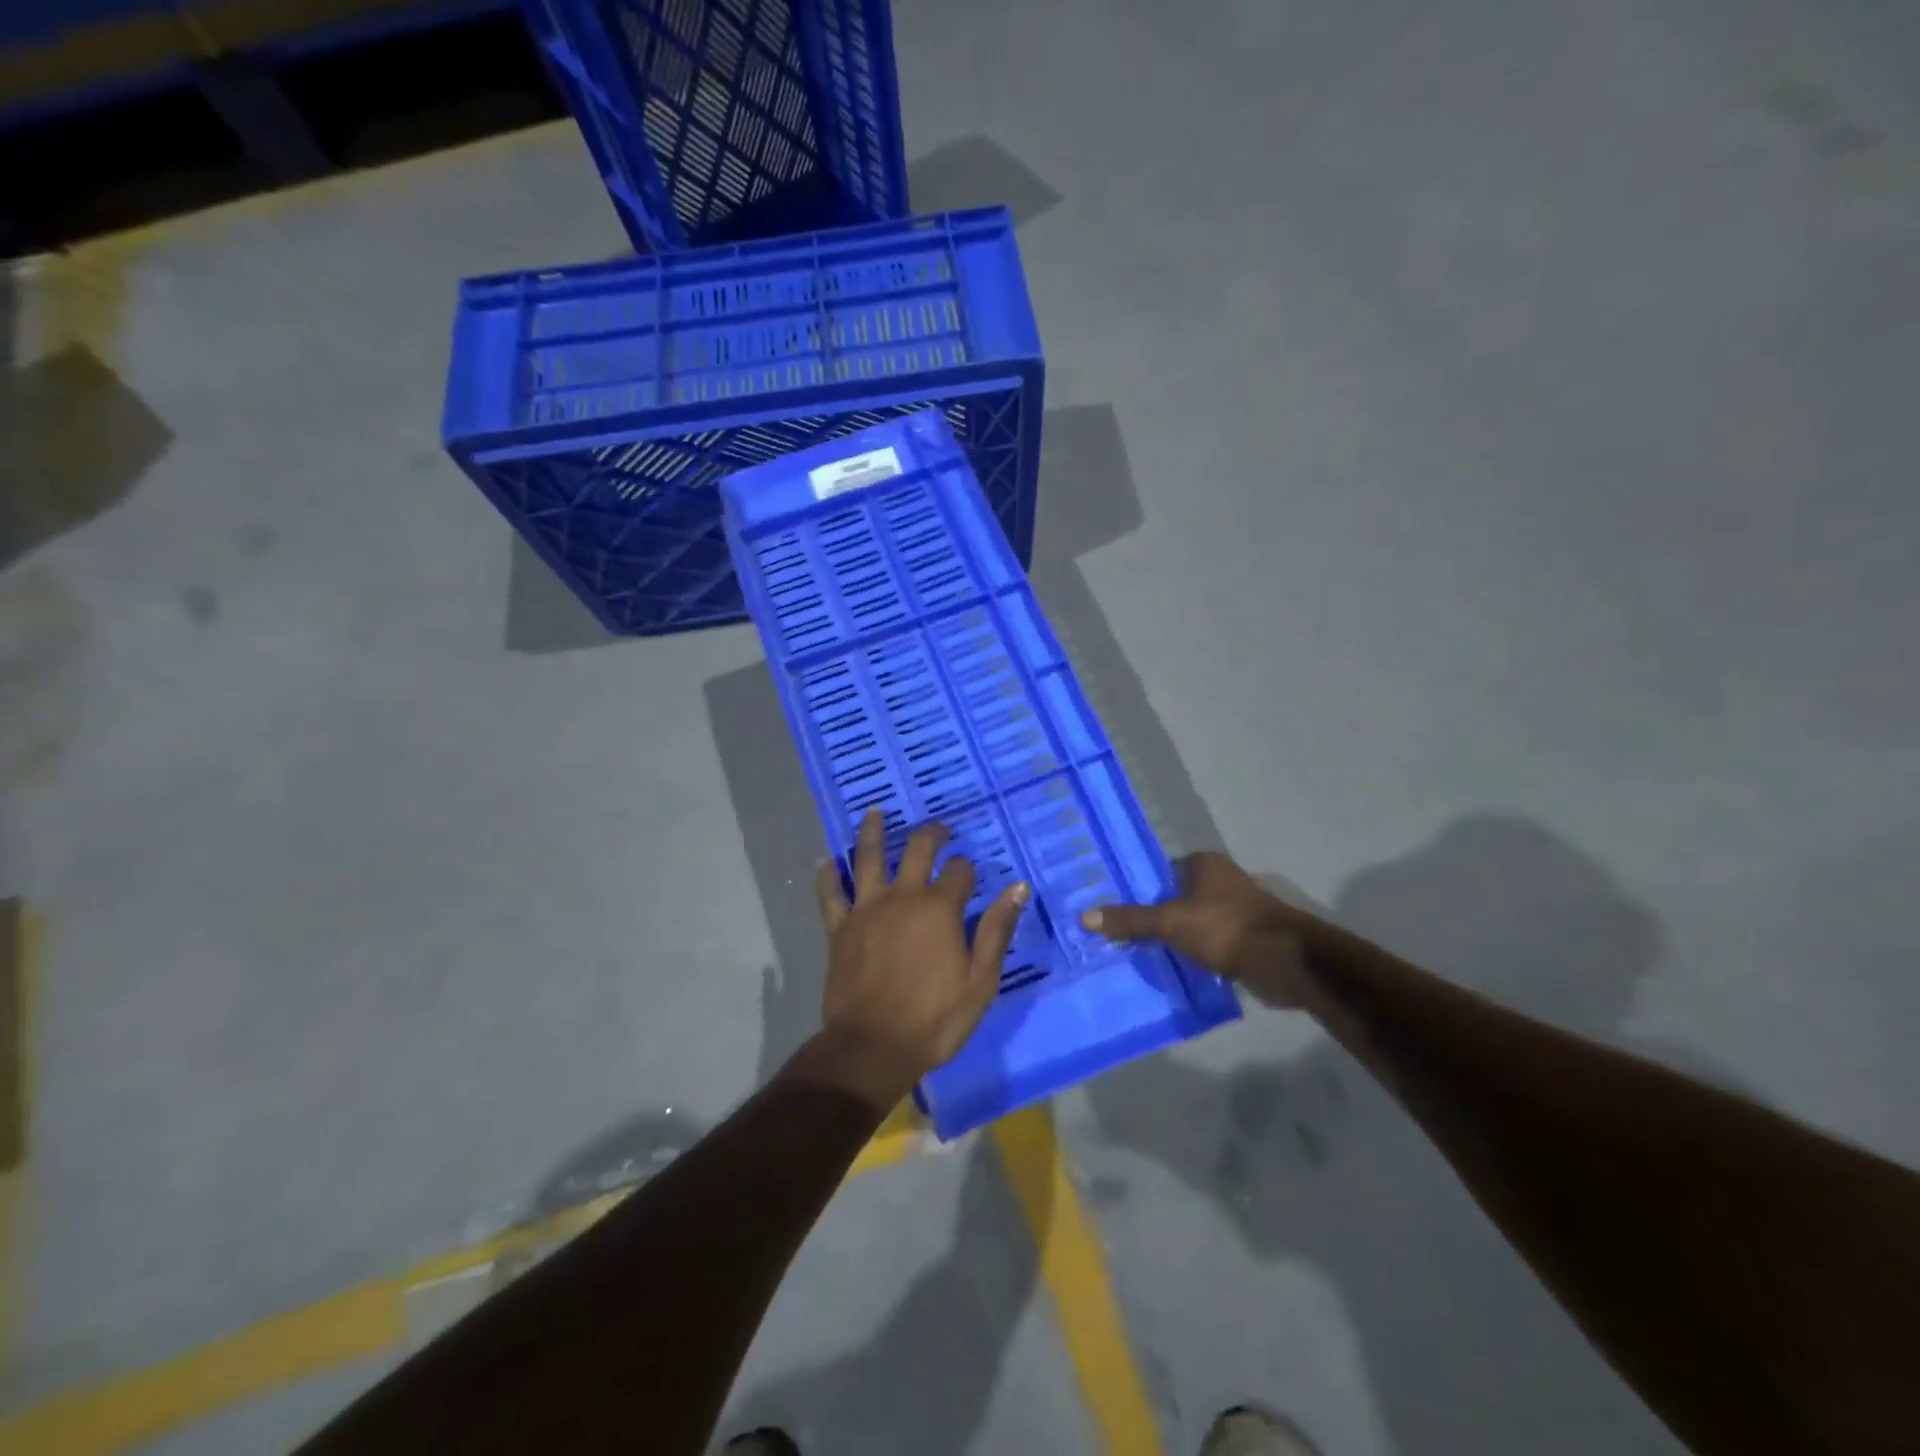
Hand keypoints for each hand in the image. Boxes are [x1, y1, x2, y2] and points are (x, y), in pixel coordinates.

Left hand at [808, 809, 1028, 1109]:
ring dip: (872, 832)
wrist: (873, 1047)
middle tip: (938, 828)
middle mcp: (902, 897)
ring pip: (867, 859)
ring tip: (874, 812)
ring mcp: (866, 909)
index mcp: (939, 909)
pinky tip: (824, 860)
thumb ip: (997, 930)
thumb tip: (1017, 887)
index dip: (967, 868)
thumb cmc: (935, 1019)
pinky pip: (830, 895)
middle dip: (930, 835)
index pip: (958, 871)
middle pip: (916, 851)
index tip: (970, 873)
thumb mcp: (981, 980)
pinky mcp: (839, 928)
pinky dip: (827, 876)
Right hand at [1081, 852, 1314, 1006]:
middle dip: (1153, 915)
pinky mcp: (1244, 938)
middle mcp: (1220, 880)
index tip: (1113, 908)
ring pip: (1191, 922)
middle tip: (1118, 933)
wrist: (1284, 961)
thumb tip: (1084, 917)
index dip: (1137, 889)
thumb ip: (1131, 921)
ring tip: (1138, 954)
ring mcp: (1235, 910)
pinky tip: (1171, 968)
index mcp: (1204, 864)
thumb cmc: (1225, 927)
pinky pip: (1207, 943)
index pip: (1160, 871)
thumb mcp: (1170, 923)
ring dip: (1173, 937)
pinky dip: (1192, 953)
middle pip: (1175, 897)